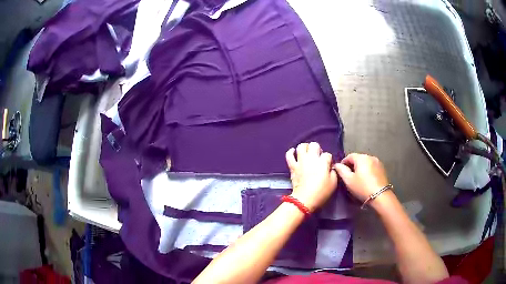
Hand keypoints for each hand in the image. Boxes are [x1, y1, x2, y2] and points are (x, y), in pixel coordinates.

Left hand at [285, 142, 337, 211]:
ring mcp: (300, 161)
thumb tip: (330, 167)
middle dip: (318, 149)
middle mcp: (311, 158)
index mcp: (322, 162)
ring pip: (301, 146)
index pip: (327, 154)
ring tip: (308, 153)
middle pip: (314, 145)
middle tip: (318, 157)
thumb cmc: (321, 192)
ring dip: (306, 147)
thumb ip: (333, 172)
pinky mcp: (292, 166)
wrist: (304, 199)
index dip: (329, 159)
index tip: (328, 166)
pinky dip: (291, 152)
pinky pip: (289, 155)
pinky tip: (293, 152)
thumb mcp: (333, 183)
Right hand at [334, 153, 389, 201]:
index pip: (349, 156)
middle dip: (352, 165)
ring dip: (360, 167)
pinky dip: (367, 170)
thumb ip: (341, 170)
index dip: (343, 162)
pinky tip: (366, 179)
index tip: (340, 171)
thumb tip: (337, 165)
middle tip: (348, 175)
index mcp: (361, 158)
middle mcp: (370, 156)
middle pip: (358, 158)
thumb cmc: (362, 187)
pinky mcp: (382, 168)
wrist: (380, 196)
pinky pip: (372, 166)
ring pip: (365, 162)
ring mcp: (377, 162)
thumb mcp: (349, 180)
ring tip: (357, 177)